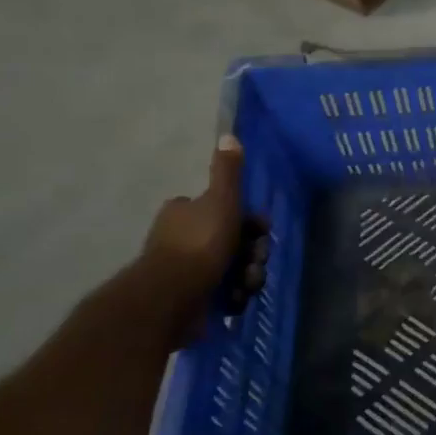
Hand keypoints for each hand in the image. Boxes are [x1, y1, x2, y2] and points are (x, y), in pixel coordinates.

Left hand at [140, 134, 269, 313]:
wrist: (174, 295)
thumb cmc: (200, 242)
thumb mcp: (221, 199)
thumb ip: (227, 171)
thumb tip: (228, 135)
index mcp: (184, 212)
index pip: (223, 209)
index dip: (248, 220)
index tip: (262, 230)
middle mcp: (181, 238)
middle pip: (232, 240)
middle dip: (251, 252)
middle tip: (256, 260)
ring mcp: (184, 270)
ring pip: (231, 267)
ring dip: (247, 275)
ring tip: (246, 285)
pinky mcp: (189, 298)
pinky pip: (222, 292)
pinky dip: (233, 295)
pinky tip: (235, 299)